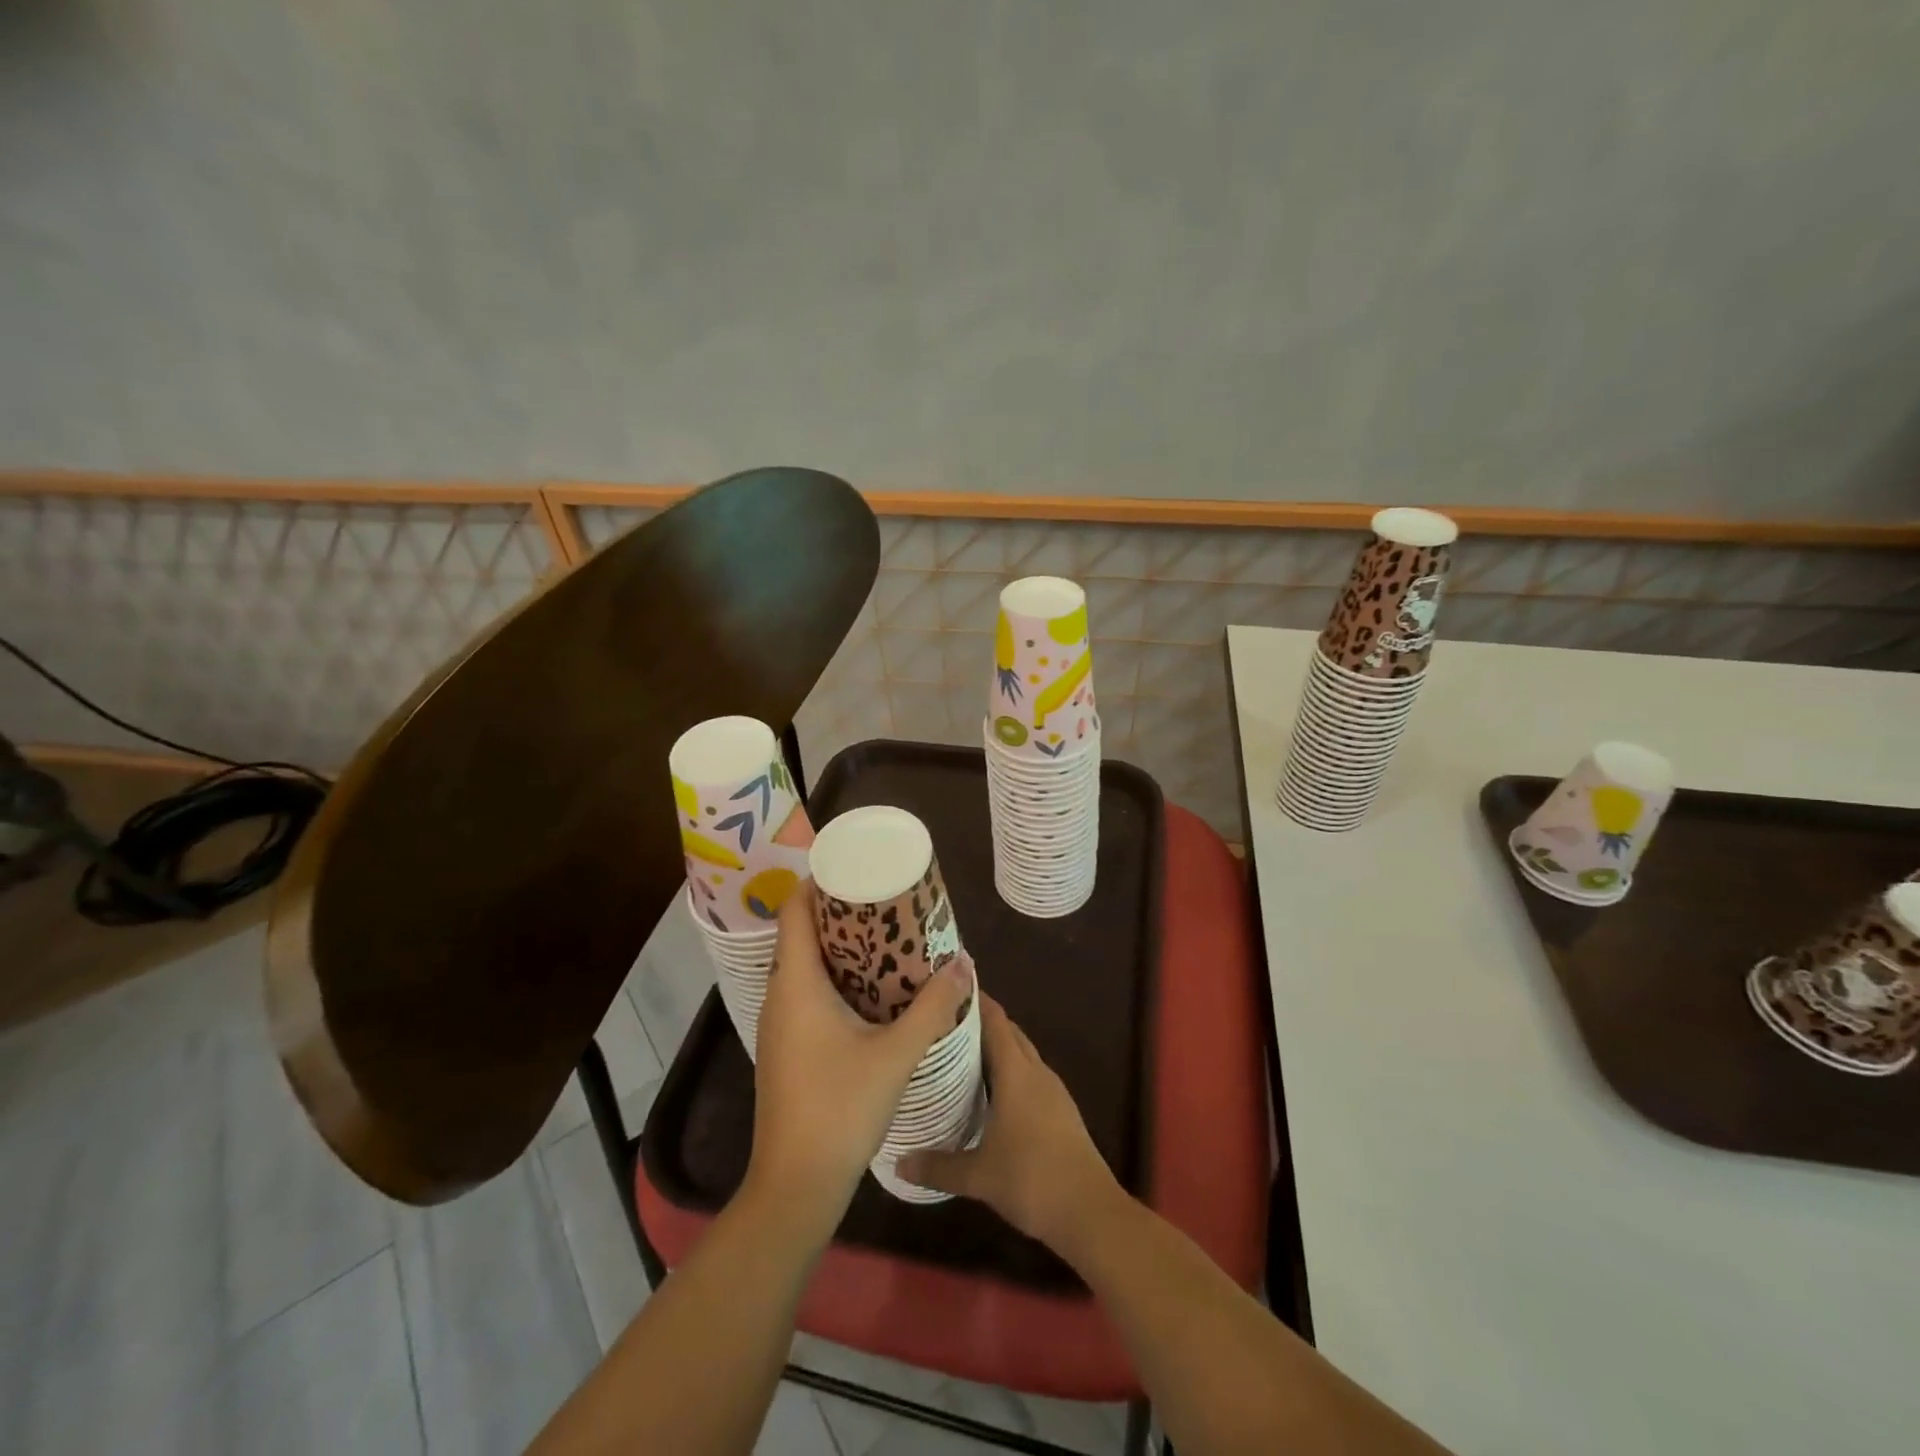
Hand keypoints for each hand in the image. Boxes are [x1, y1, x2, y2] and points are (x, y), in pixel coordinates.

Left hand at [745, 880, 972, 1234]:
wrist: (797, 1185)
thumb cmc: (841, 1109)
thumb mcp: (897, 1053)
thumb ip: (934, 1006)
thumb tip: (966, 963)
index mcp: (796, 984)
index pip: (795, 911)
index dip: (819, 882)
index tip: (856, 868)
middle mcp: (780, 995)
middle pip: (801, 933)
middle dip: (839, 912)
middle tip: (884, 900)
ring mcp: (780, 1024)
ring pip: (804, 965)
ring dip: (839, 947)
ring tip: (885, 937)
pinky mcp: (786, 1047)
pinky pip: (807, 992)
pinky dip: (835, 977)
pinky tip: (871, 989)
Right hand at [898, 996, 1119, 1250]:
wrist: (1090, 1211)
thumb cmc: (1031, 1179)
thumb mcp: (977, 1176)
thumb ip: (937, 1166)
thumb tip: (898, 1161)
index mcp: (1016, 1072)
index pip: (995, 1020)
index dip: (975, 1000)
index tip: (948, 988)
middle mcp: (1036, 1071)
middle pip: (1009, 1032)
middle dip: (981, 1022)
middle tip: (945, 1022)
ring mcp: (1053, 1090)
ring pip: (1022, 1054)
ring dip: (997, 1047)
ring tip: (962, 1053)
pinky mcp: (1061, 1110)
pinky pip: (1030, 1075)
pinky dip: (1010, 1071)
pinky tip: (991, 1092)